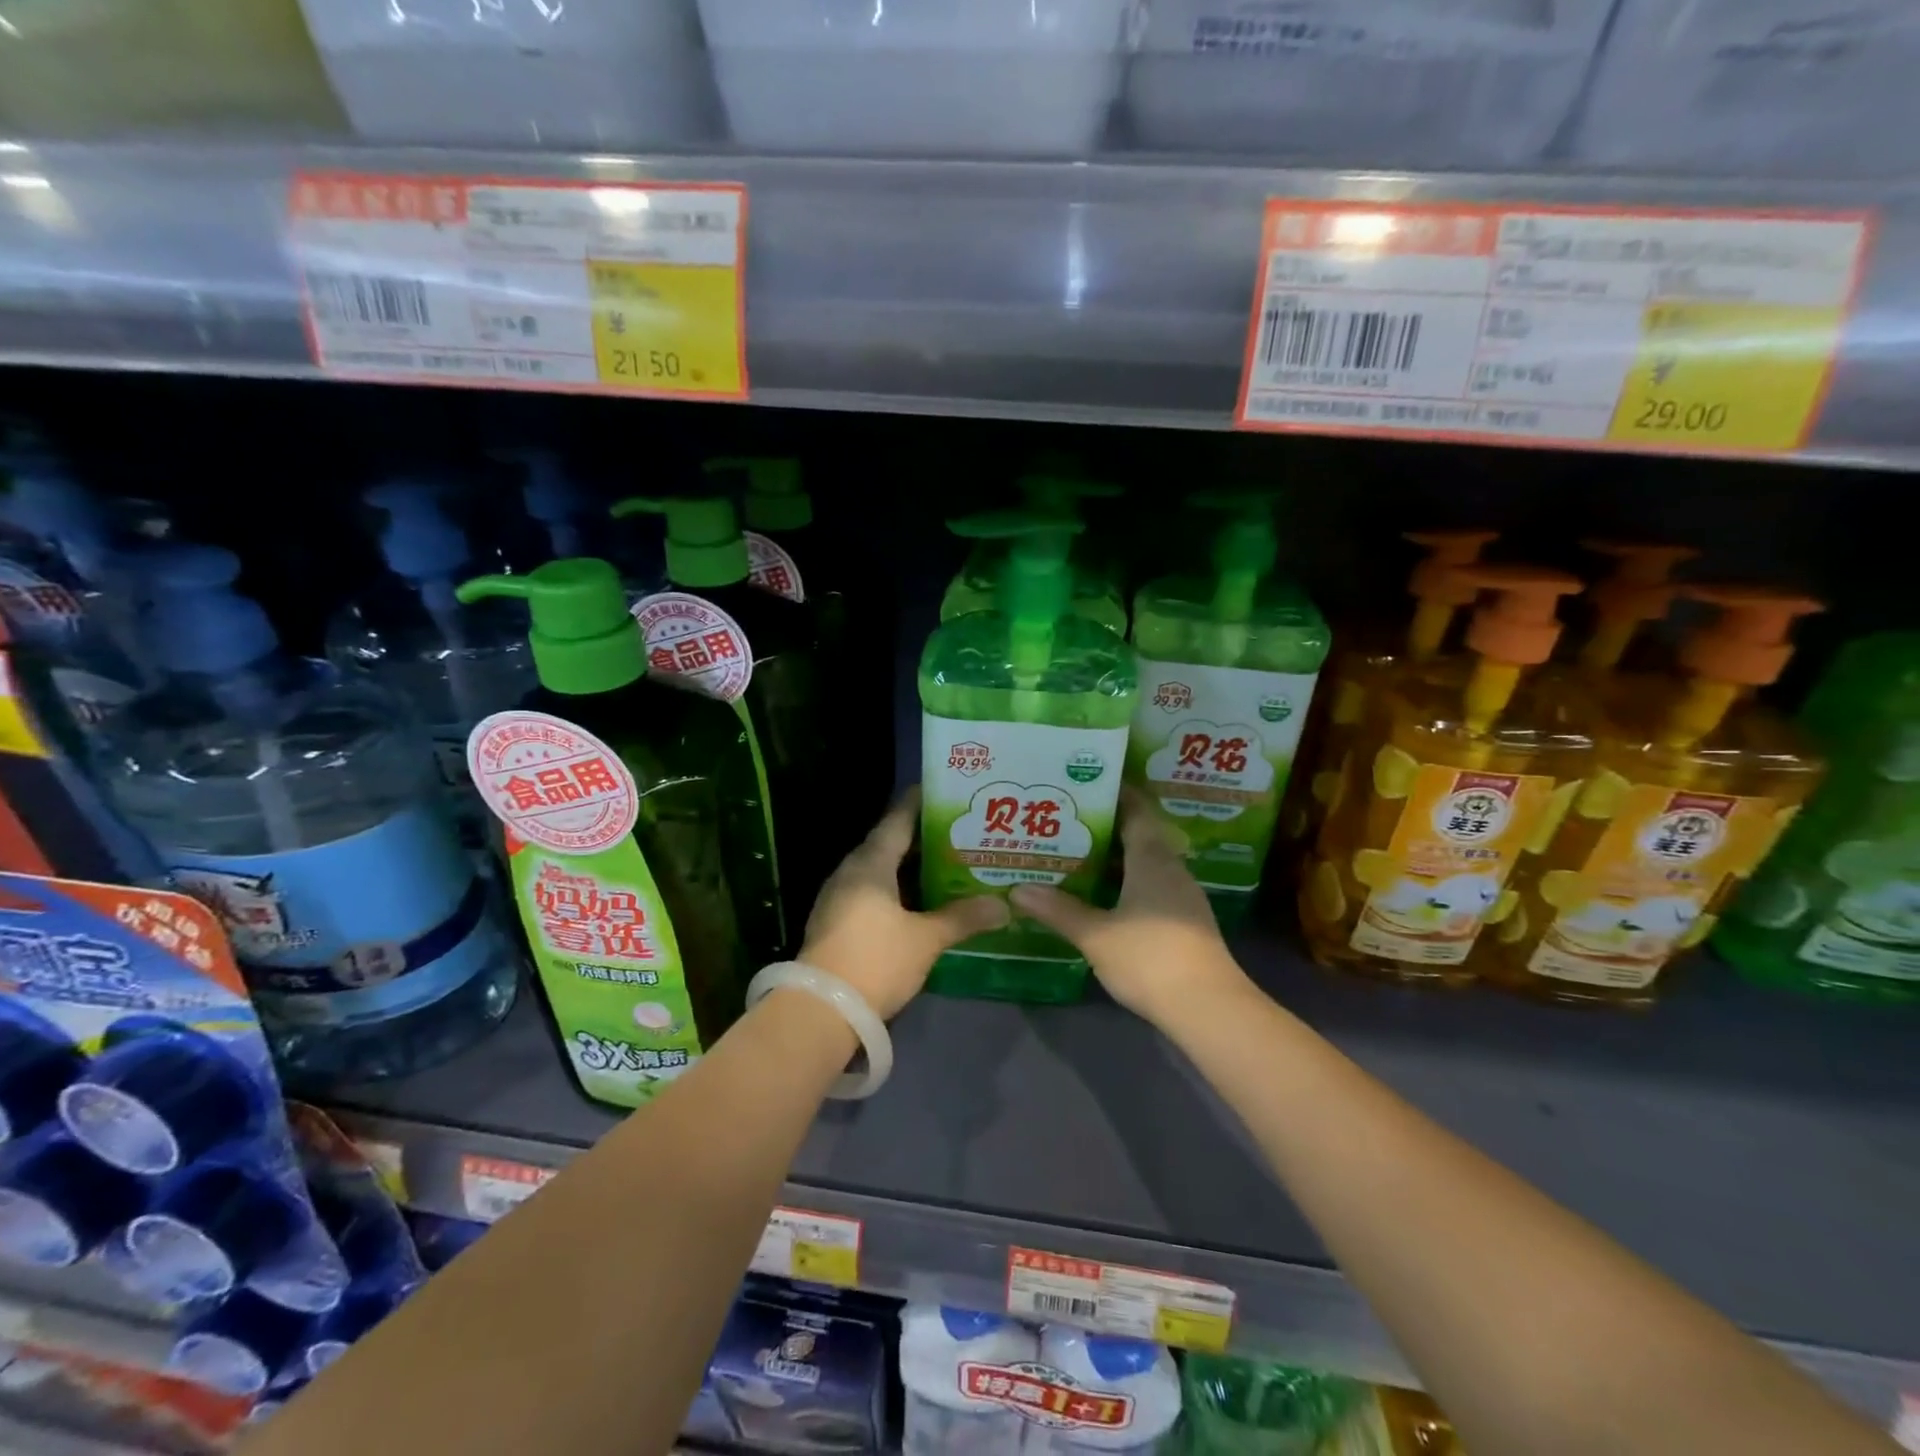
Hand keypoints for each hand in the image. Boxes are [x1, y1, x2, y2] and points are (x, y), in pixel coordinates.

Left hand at [800, 790, 1008, 1019]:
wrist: (821, 1010)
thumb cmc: (876, 960)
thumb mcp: (926, 939)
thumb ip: (963, 918)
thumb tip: (1004, 906)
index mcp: (870, 863)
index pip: (898, 819)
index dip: (920, 803)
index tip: (945, 791)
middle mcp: (851, 871)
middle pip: (889, 843)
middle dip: (922, 837)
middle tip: (959, 831)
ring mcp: (839, 897)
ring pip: (881, 869)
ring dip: (910, 865)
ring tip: (947, 862)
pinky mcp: (837, 921)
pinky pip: (872, 891)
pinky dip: (898, 888)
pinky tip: (921, 899)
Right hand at [1011, 789, 1246, 1025]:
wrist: (1208, 1008)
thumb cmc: (1150, 958)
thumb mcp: (1096, 934)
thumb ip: (1058, 910)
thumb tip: (1018, 889)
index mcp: (1152, 860)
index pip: (1136, 811)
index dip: (1115, 793)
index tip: (1086, 783)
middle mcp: (1171, 869)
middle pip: (1139, 835)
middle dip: (1106, 826)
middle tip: (1067, 821)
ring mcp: (1181, 897)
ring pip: (1145, 864)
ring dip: (1114, 857)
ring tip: (1076, 855)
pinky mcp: (1184, 922)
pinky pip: (1150, 887)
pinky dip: (1125, 882)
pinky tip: (1102, 896)